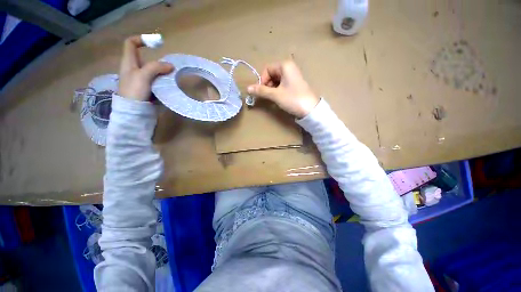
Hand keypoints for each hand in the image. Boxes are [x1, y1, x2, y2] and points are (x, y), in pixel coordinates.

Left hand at [118, 35, 173, 100]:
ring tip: (171, 77)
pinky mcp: (147, 88)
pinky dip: (162, 81)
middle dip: (158, 61)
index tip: (155, 44)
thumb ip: (156, 67)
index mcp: (128, 62)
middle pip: (146, 59)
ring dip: (162, 73)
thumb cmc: (134, 91)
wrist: (133, 111)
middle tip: (169, 67)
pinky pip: (156, 81)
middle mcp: (134, 69)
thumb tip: (171, 66)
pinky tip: (168, 85)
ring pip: (153, 71)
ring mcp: (141, 79)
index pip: (131, 43)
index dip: (141, 39)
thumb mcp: (143, 76)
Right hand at [247, 60, 318, 117]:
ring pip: (276, 80)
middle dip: (267, 85)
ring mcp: (293, 76)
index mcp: (285, 65)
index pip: (267, 69)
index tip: (262, 91)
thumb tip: (247, 88)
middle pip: (272, 74)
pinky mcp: (295, 84)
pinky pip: (282, 84)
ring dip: (272, 89)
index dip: (262, 80)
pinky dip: (278, 90)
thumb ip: (261, 91)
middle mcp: (289, 67)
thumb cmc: (292, 99)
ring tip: (274, 98)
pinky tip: (280, 98)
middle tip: (268, 96)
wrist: (310, 109)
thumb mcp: (275, 95)